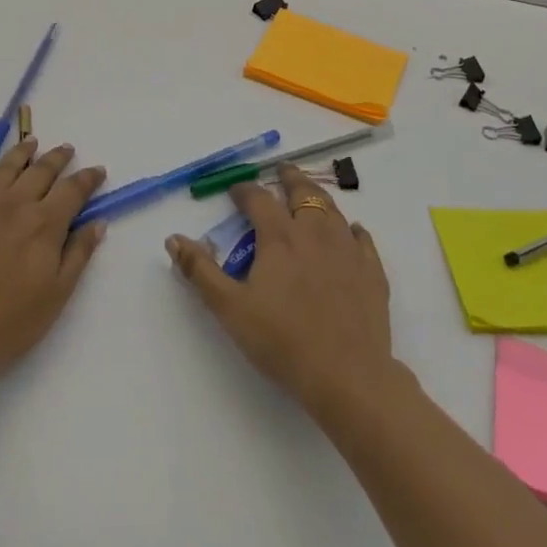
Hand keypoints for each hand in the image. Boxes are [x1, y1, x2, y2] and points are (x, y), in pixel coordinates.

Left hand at [0, 139, 108, 394]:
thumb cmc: (12, 322)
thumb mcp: (58, 293)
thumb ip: (79, 253)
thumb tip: (97, 223)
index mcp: (44, 223)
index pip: (73, 190)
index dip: (88, 178)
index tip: (97, 171)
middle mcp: (14, 205)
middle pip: (40, 171)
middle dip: (57, 158)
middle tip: (66, 150)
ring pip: (3, 169)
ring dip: (19, 153)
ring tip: (29, 143)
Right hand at [165, 164, 396, 417]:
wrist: (347, 375)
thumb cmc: (282, 341)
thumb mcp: (229, 308)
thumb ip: (200, 271)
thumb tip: (173, 238)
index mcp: (279, 237)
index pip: (258, 198)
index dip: (244, 190)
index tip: (235, 190)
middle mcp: (315, 232)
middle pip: (302, 192)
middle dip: (288, 178)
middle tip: (281, 170)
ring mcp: (348, 249)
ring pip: (332, 209)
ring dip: (317, 197)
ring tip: (309, 194)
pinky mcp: (372, 271)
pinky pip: (362, 238)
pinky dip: (352, 229)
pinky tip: (351, 232)